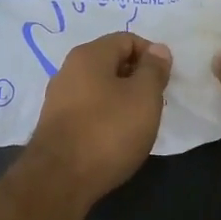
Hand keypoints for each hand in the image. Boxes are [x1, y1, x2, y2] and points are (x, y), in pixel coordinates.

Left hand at [26, 33, 172, 206]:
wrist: (59, 179)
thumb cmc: (108, 131)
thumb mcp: (144, 97)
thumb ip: (154, 69)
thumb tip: (158, 49)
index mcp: (89, 55)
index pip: (127, 39)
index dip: (151, 55)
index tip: (165, 81)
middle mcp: (68, 69)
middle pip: (111, 62)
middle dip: (137, 78)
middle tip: (155, 103)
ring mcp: (58, 98)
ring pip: (99, 87)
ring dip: (122, 99)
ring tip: (138, 124)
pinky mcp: (56, 124)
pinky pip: (88, 109)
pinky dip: (106, 116)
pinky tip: (115, 138)